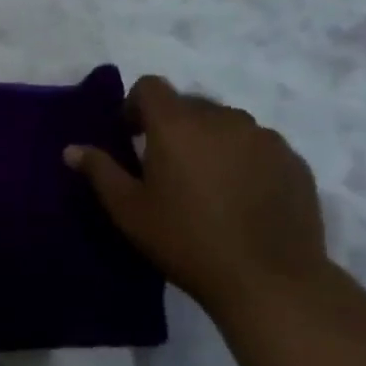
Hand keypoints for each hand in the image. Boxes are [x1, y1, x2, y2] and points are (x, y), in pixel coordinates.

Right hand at [64, 74, 327, 317]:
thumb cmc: (185, 240)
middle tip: (166, 167)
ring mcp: (264, 138)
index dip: (135, 105)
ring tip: (207, 183)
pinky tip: (242, 198)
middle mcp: (222, 118)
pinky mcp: (294, 161)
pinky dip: (244, 160)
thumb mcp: (128, 210)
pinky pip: (259, 147)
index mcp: (177, 124)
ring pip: (227, 124)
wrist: (268, 280)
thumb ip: (99, 171)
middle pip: (189, 104)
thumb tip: (72, 149)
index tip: (132, 138)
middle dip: (173, 126)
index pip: (151, 86)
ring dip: (210, 141)